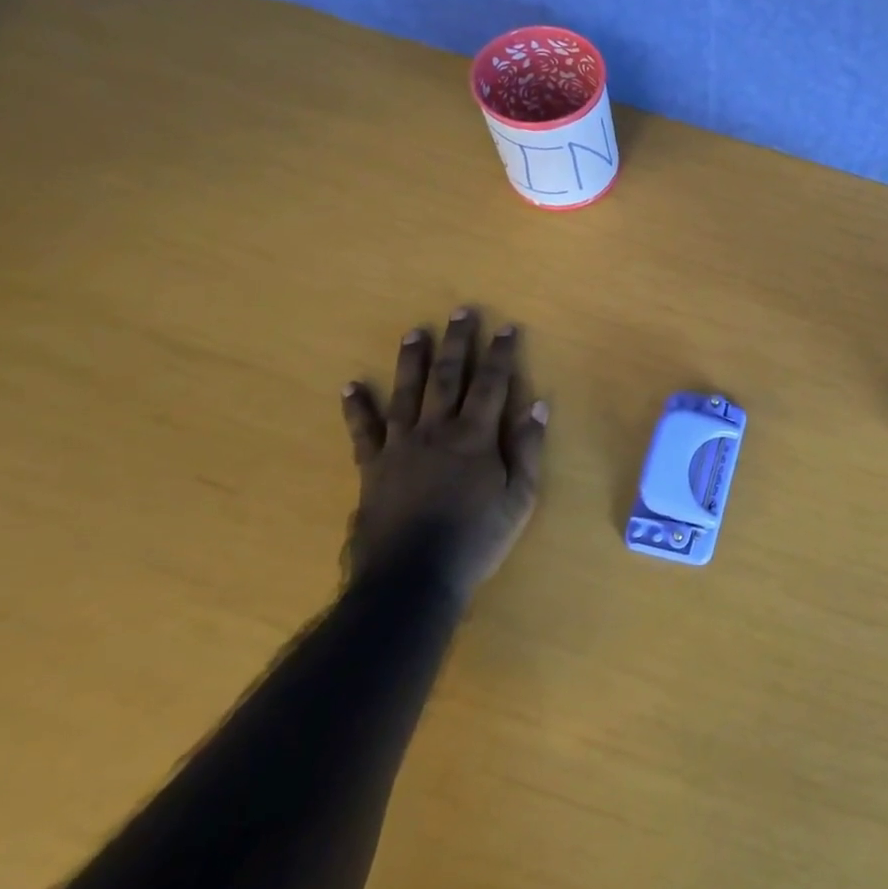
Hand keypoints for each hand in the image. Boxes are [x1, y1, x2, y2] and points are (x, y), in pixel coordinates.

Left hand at [341, 307, 548, 598]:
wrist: (412, 577)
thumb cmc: (476, 538)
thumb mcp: (519, 498)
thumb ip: (528, 449)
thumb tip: (537, 406)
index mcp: (475, 437)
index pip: (492, 384)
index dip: (500, 354)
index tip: (506, 327)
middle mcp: (437, 431)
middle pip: (447, 377)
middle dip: (457, 342)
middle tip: (460, 311)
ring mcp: (400, 446)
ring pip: (406, 393)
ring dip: (411, 360)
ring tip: (414, 332)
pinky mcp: (372, 466)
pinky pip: (363, 430)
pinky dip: (357, 407)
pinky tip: (351, 386)